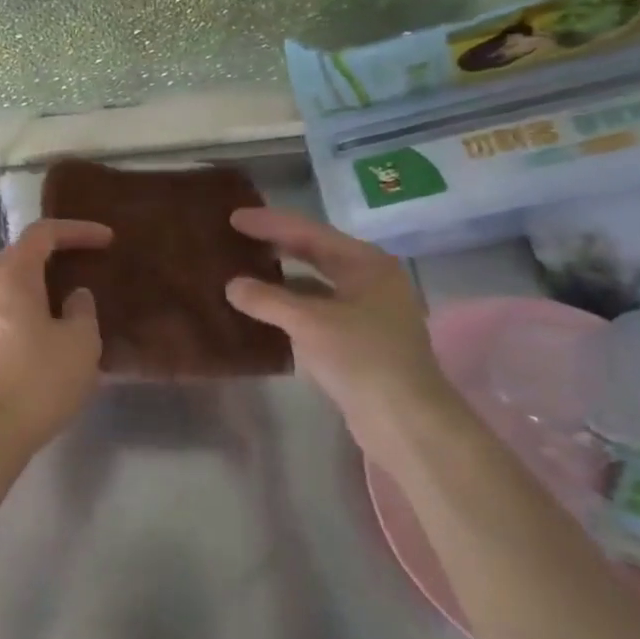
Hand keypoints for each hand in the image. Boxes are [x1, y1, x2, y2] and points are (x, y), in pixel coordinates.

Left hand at [0, 218, 113, 464]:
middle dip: (55, 254)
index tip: (107, 240)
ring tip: (67, 300)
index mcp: (11, 276)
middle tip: (86, 264)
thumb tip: (73, 297)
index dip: (77, 230)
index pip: (43, 234)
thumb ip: (82, 310)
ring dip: (38, 284)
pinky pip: (0, 310)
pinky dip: (25, 307)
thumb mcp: (80, 343)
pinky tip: (44, 331)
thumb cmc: (38, 382)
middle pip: (20, 255)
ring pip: (8, 284)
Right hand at [222, 208, 452, 455]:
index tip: (234, 217)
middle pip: (315, 254)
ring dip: (280, 279)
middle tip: (236, 237)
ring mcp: (366, 312)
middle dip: (276, 245)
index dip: (270, 223)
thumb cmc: (363, 358)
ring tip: (243, 271)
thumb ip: (268, 300)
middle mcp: (369, 280)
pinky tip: (263, 312)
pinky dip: (289, 308)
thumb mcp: (310, 323)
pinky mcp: (358, 341)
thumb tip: (232, 285)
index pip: (309, 233)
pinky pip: (315, 312)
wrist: (406, 421)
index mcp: (366, 263)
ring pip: (314, 285)